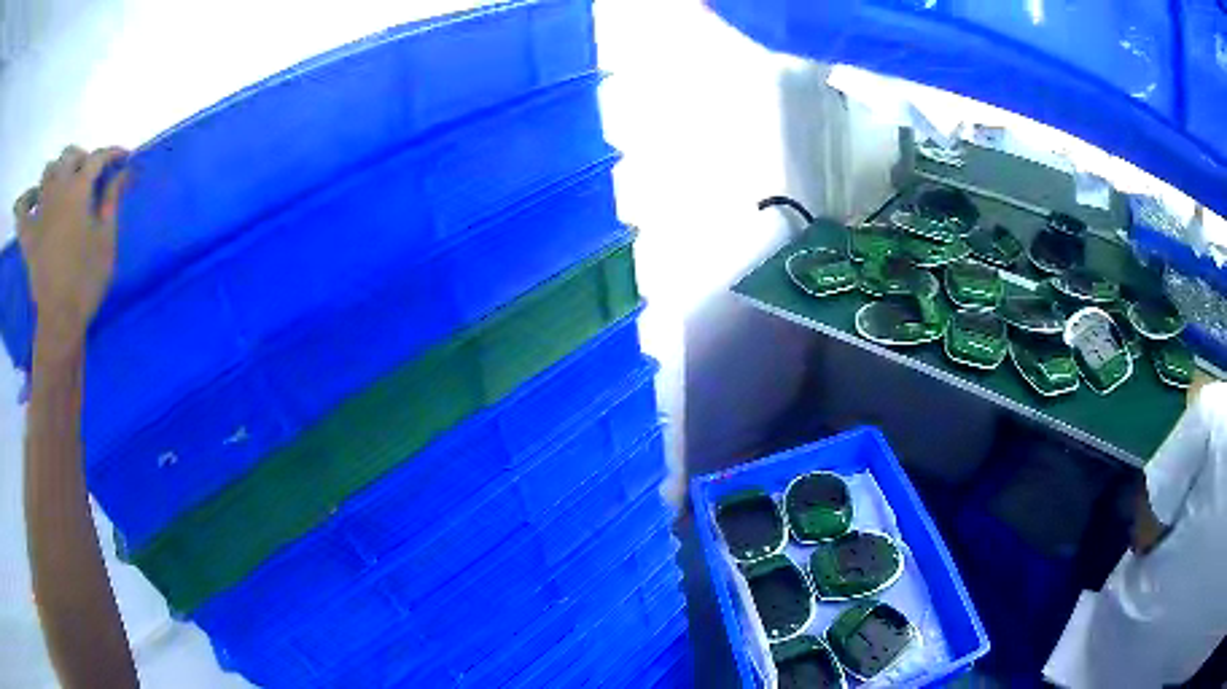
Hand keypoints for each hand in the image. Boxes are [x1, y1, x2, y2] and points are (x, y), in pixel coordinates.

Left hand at [14, 146, 127, 358]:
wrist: (59, 321)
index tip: (123, 158)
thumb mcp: (107, 240)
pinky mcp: (28, 236)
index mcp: (78, 190)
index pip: (98, 158)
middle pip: (69, 156)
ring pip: (47, 172)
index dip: (112, 153)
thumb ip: (112, 200)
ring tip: (63, 184)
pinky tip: (31, 199)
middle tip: (90, 173)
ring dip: (57, 171)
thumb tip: (124, 171)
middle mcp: (57, 190)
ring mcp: (39, 212)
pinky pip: (22, 212)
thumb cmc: (86, 280)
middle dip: (82, 157)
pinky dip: (25, 201)